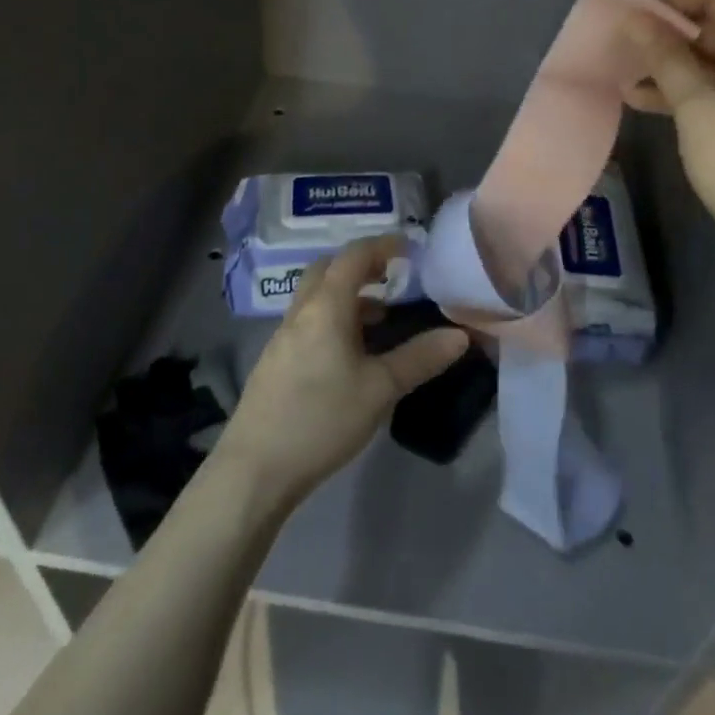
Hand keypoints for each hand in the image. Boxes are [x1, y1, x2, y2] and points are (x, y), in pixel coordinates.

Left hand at [214, 236, 469, 507]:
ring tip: (380, 317)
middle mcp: (302, 311)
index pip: (354, 256)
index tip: (410, 248)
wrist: (254, 469)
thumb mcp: (381, 389)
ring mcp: (283, 336)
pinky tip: (350, 353)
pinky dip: (333, 318)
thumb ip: (420, 358)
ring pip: (317, 296)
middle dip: (361, 265)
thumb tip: (460, 335)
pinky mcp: (275, 361)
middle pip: (329, 269)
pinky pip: (309, 320)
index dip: (383, 245)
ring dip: (347, 295)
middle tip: (392, 277)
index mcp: (326, 306)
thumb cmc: (322, 419)